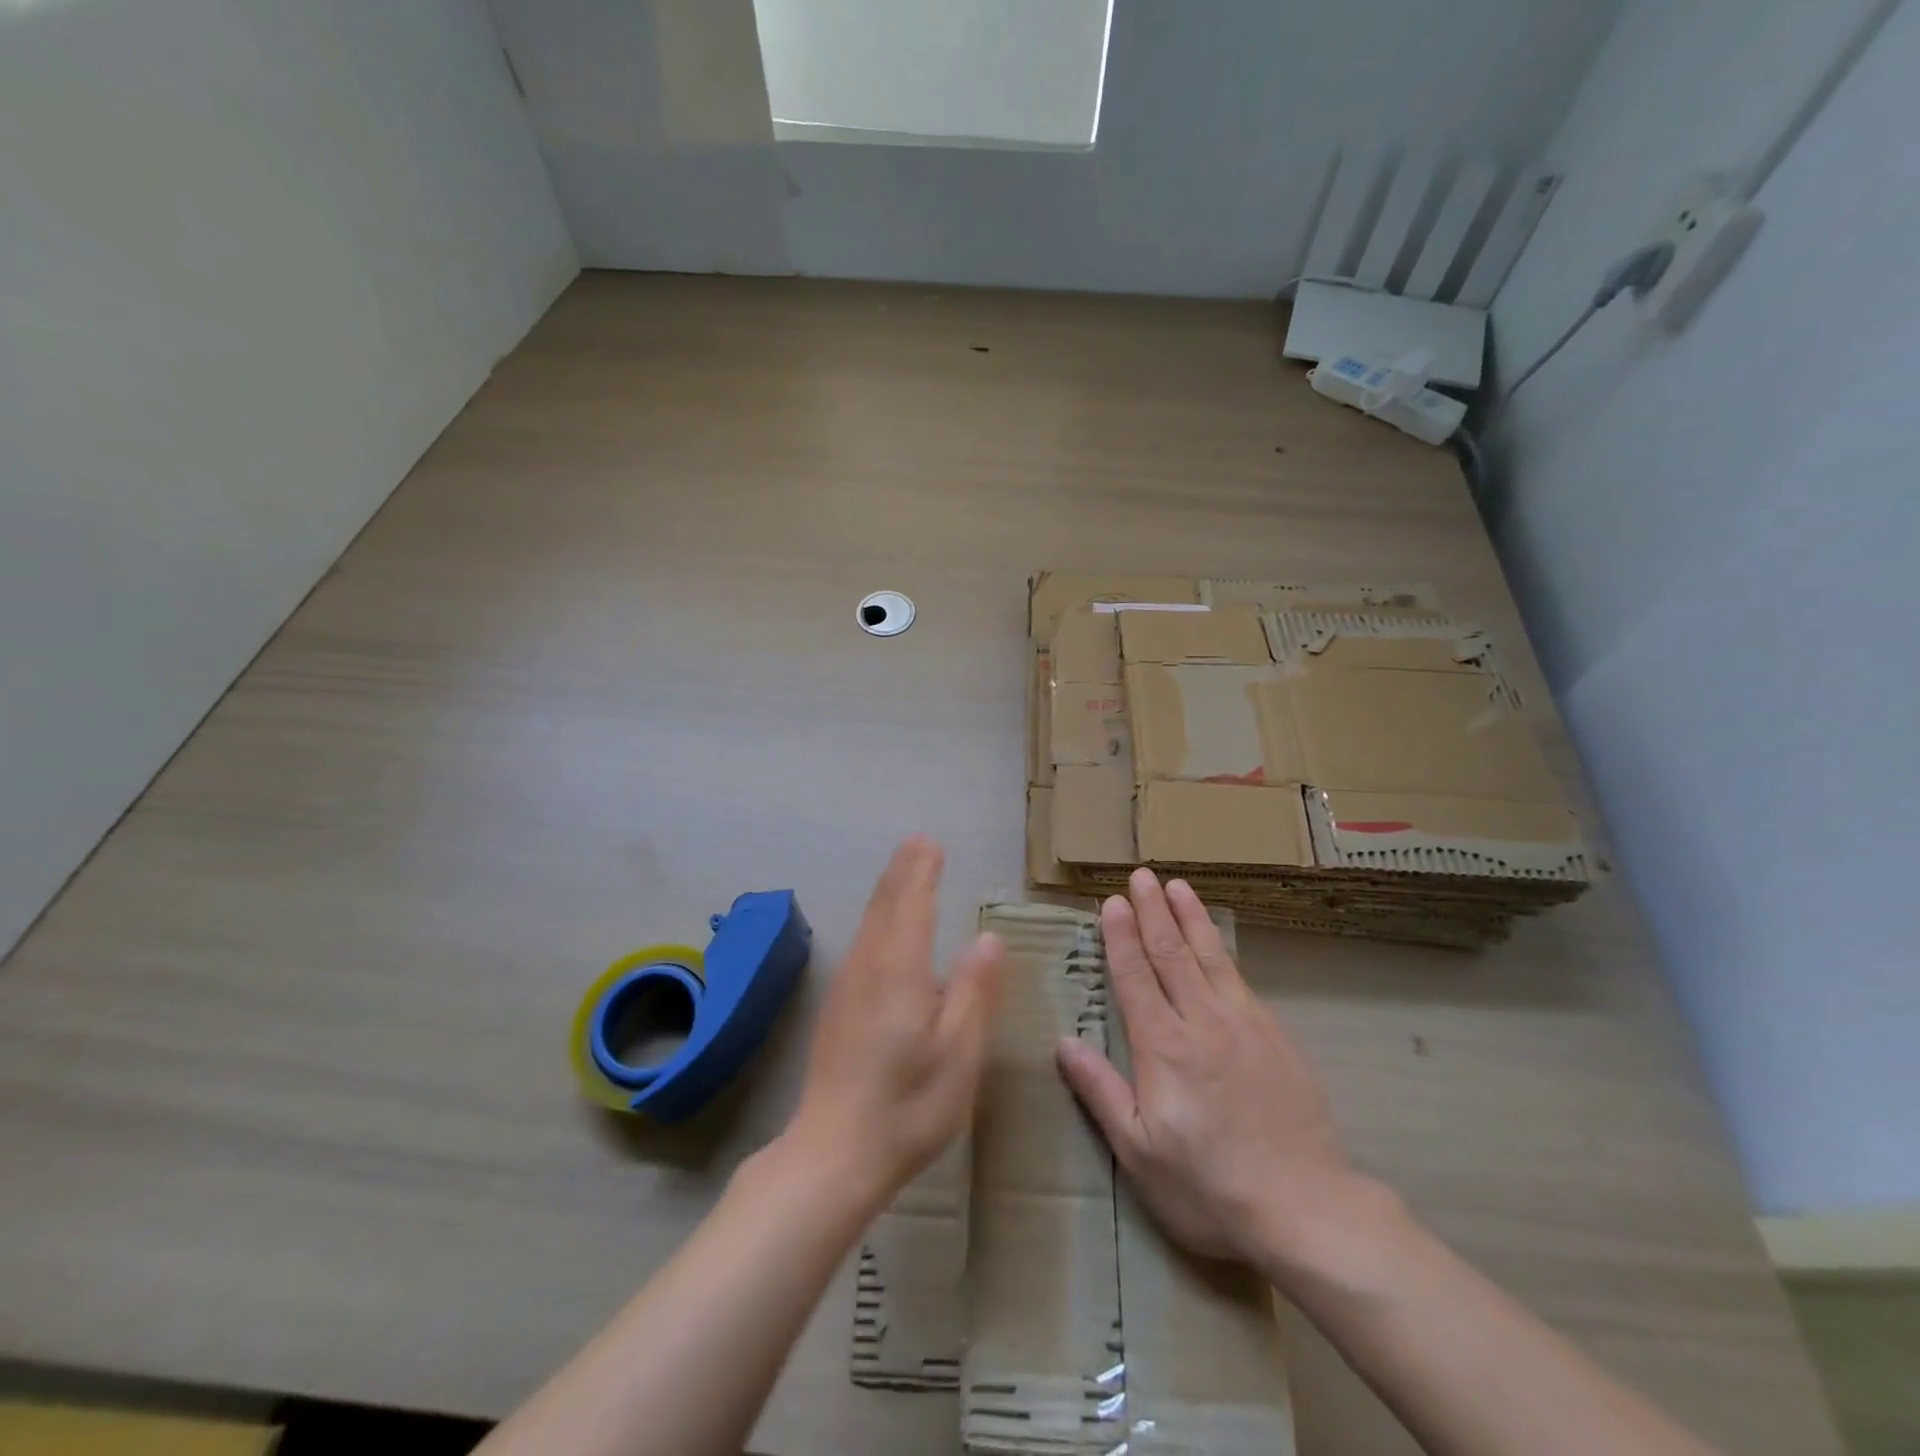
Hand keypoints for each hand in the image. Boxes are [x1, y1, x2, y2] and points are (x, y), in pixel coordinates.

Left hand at [785, 836, 1003, 1207]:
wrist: (832, 1154)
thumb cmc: (908, 1106)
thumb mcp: (960, 1053)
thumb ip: (975, 991)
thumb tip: (988, 938)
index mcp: (900, 970)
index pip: (912, 904)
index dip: (922, 872)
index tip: (931, 844)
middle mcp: (868, 966)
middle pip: (885, 905)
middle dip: (903, 872)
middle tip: (919, 844)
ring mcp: (847, 986)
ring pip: (869, 923)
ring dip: (888, 891)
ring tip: (905, 872)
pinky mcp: (838, 1007)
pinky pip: (862, 943)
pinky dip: (878, 918)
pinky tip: (884, 929)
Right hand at [1057, 868, 1374, 1273]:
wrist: (1305, 1208)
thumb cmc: (1209, 1186)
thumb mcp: (1139, 1151)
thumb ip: (1100, 1091)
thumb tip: (1065, 1042)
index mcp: (1163, 1047)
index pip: (1135, 976)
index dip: (1121, 937)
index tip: (1112, 902)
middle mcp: (1201, 1022)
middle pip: (1171, 954)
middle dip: (1153, 911)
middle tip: (1141, 876)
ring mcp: (1243, 1024)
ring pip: (1209, 957)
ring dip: (1190, 918)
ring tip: (1178, 886)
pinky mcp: (1274, 1035)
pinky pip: (1240, 978)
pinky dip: (1222, 949)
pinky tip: (1217, 941)